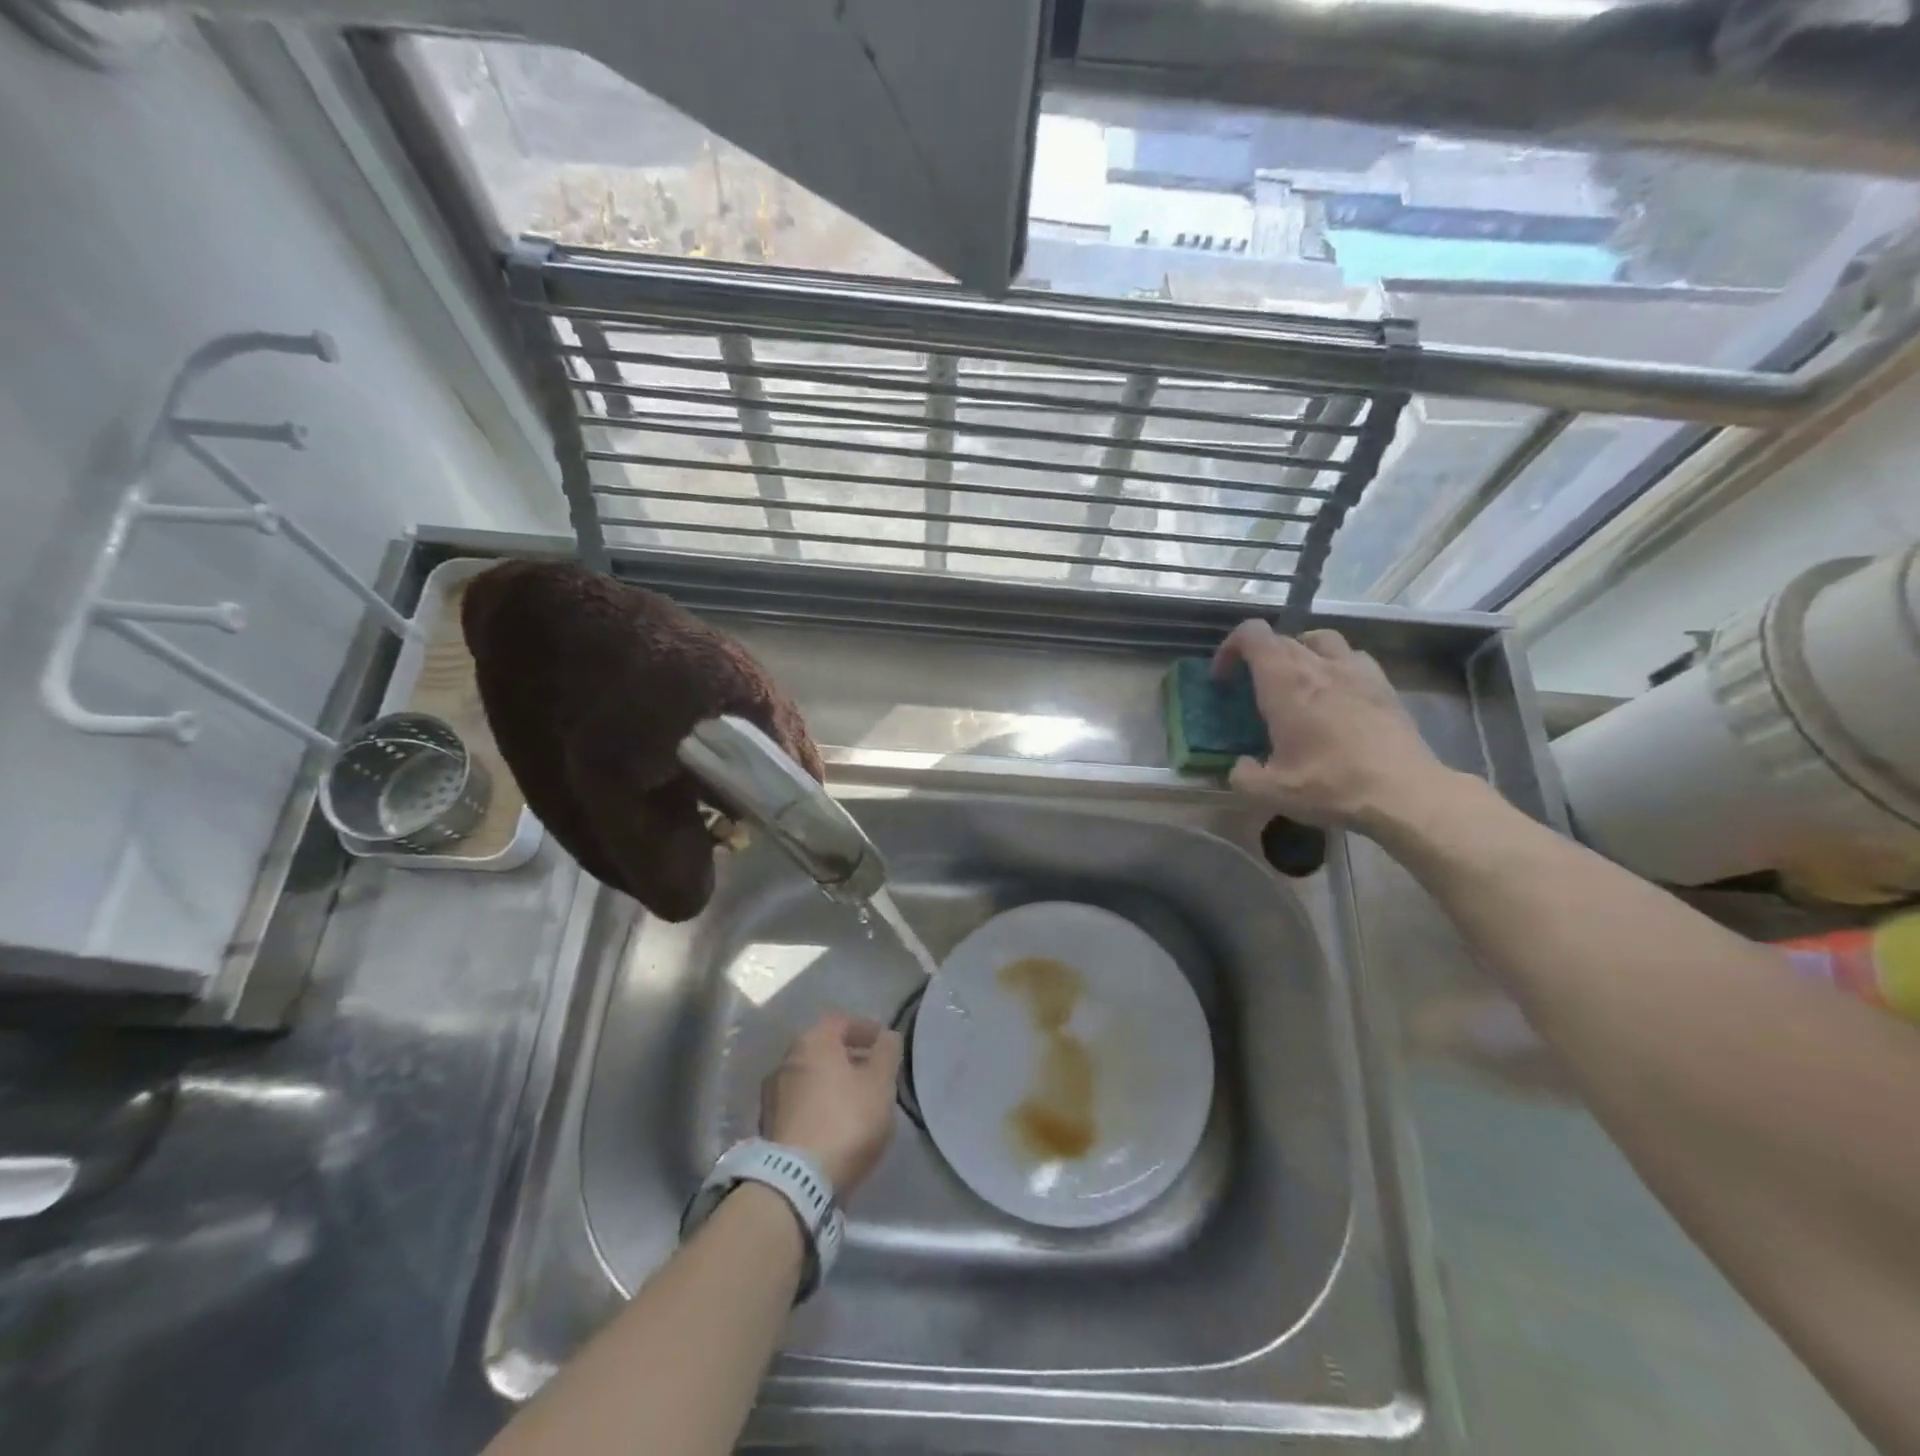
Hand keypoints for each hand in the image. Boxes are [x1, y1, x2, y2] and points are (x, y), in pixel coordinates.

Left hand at [761, 1013, 901, 1198]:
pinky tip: (836, 1125)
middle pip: (823, 1049)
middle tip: (873, 1074)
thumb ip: (886, 1054)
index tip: (884, 1045)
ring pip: (811, 1077)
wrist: (795, 1182)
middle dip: (849, 1057)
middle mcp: (786, 1060)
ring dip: (833, 1083)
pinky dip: (819, 1106)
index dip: (865, 1029)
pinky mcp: (768, 1127)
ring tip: (857, 1103)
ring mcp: (773, 1094)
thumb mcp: (879, 1084)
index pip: (841, 1021)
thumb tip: (887, 1036)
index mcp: (812, 1042)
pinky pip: (801, 1104)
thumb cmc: (845, 1120)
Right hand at [1212, 620, 1447, 831]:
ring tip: (1297, 681)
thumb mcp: (1271, 792)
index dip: (1231, 648)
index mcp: (1285, 682)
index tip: (1224, 677)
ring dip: (1301, 652)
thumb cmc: (1330, 785)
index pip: (1252, 635)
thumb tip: (1240, 766)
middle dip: (1260, 657)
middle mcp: (1318, 664)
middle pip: (1282, 638)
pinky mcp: (1384, 685)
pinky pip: (1354, 658)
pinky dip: (1337, 666)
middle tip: (1254, 688)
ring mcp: (1356, 670)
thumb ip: (1243, 776)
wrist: (1404, 793)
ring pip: (1321, 639)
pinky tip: (1337, 694)